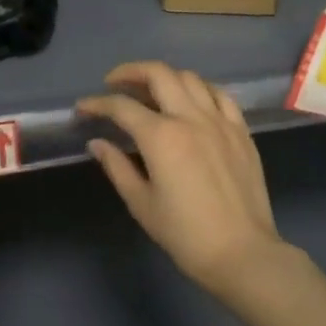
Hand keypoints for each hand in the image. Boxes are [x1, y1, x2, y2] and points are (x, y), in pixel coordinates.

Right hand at [76, 61, 285, 294]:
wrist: (242, 253)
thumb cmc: (185, 234)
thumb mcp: (142, 204)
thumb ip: (117, 167)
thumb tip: (97, 143)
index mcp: (161, 137)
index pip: (122, 107)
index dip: (97, 104)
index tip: (83, 108)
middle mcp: (190, 118)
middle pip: (158, 74)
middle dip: (131, 72)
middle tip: (114, 83)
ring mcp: (220, 121)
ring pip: (190, 78)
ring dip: (165, 77)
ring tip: (151, 90)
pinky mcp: (241, 131)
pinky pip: (220, 95)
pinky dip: (200, 89)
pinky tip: (191, 100)